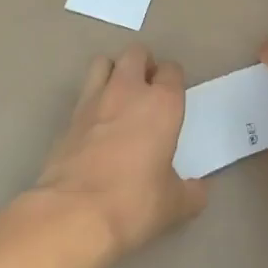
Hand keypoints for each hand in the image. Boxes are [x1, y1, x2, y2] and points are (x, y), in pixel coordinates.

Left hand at [32, 44, 206, 257]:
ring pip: (104, 62)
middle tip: (147, 90)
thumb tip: (199, 190)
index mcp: (162, 103)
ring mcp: (94, 100)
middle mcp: (128, 91)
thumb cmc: (134, 203)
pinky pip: (83, 94)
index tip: (173, 97)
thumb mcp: (174, 204)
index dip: (173, 80)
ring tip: (119, 97)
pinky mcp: (68, 118)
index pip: (172, 70)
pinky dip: (92, 101)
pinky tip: (95, 126)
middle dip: (143, 65)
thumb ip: (191, 192)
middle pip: (136, 53)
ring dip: (113, 72)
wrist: (74, 214)